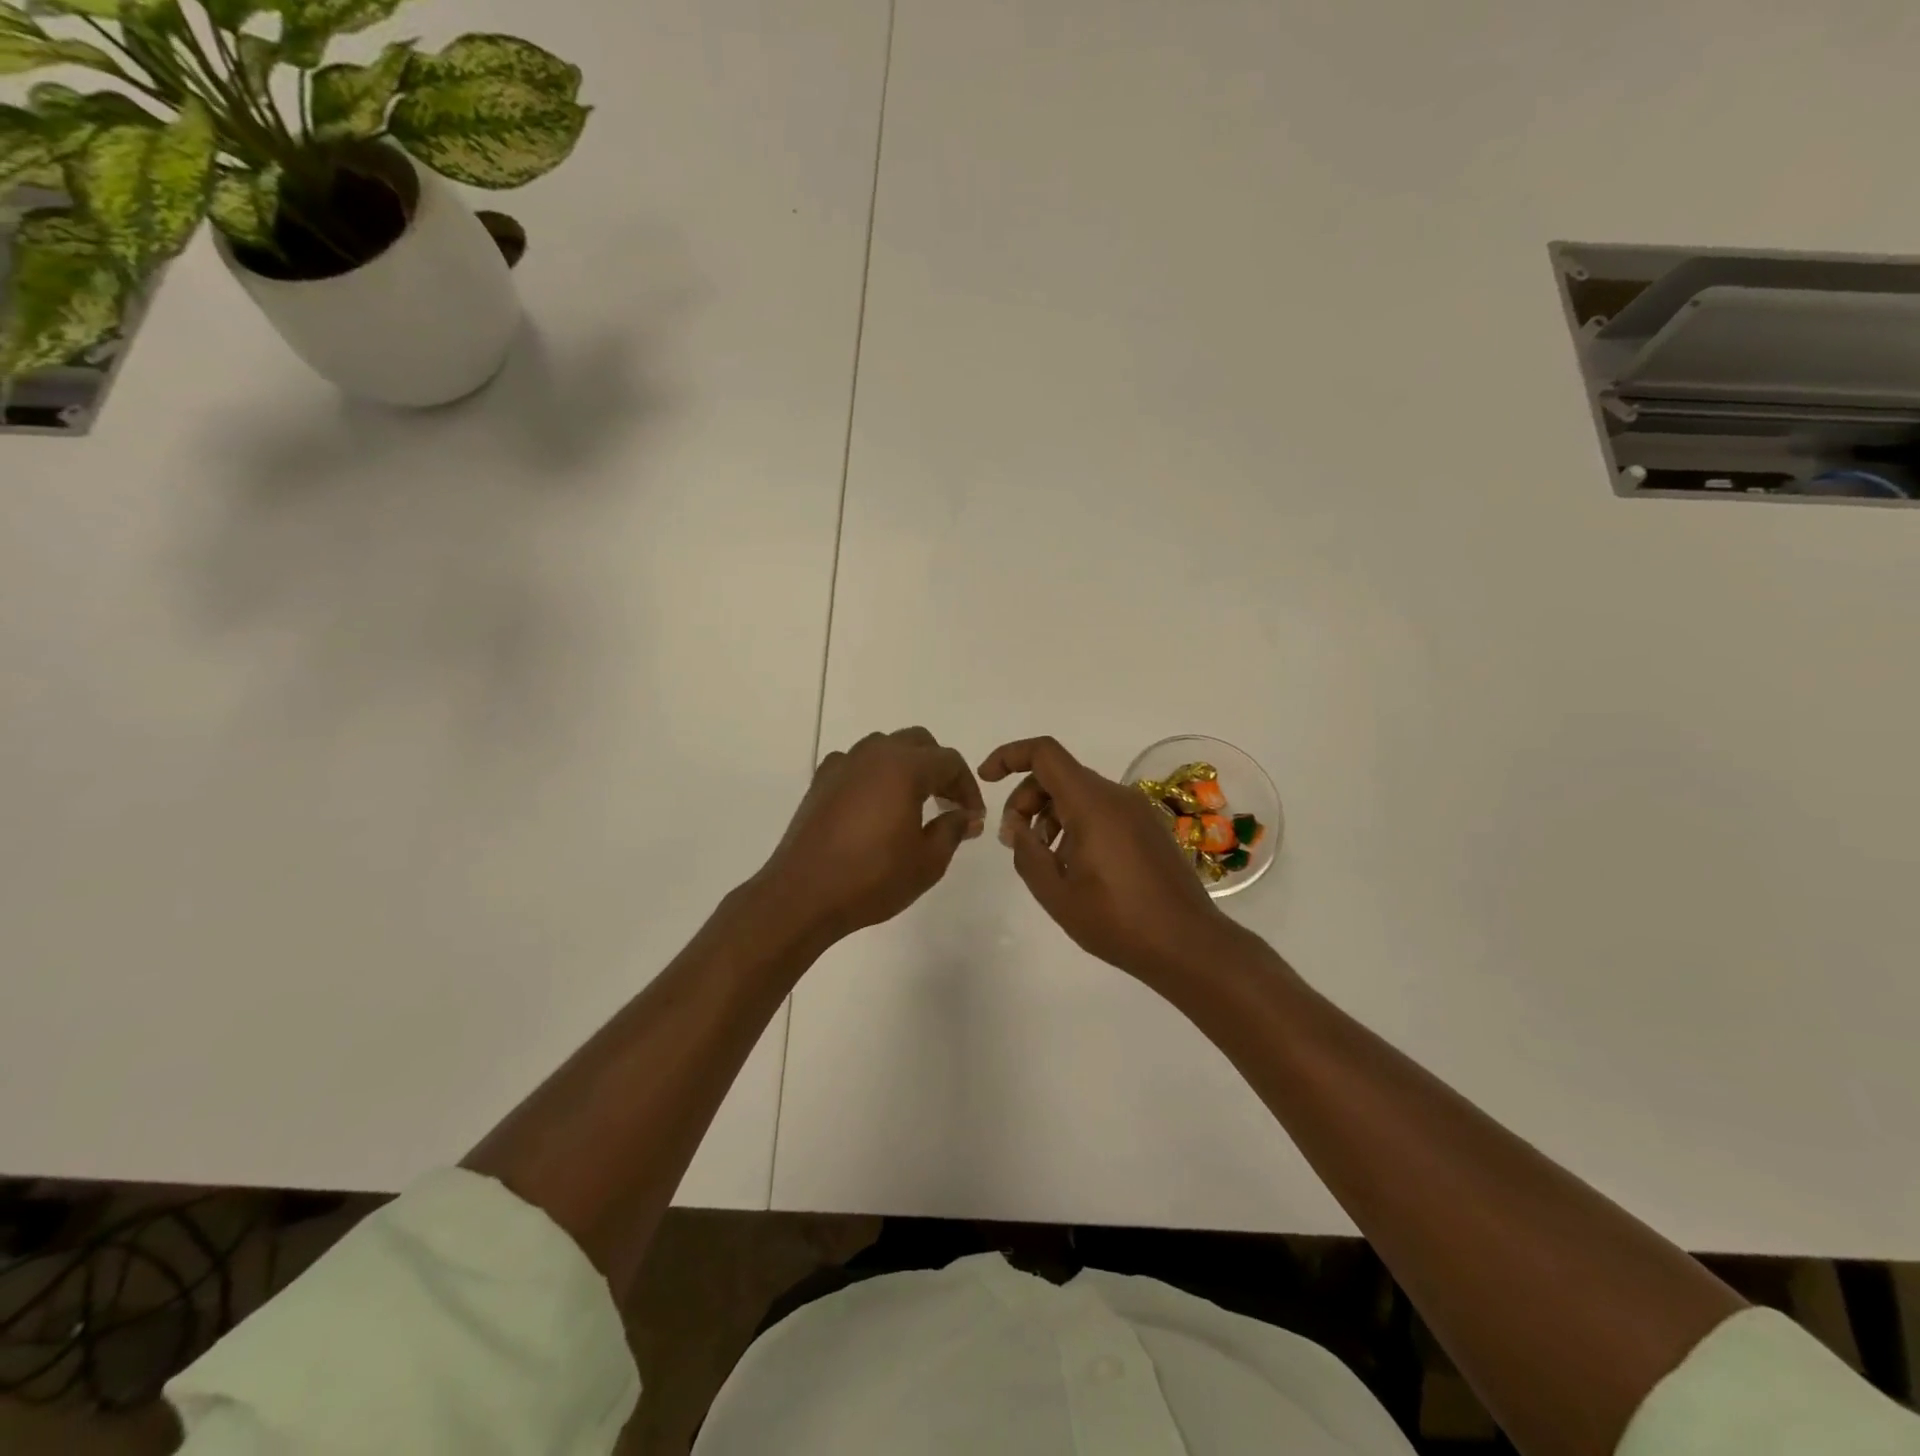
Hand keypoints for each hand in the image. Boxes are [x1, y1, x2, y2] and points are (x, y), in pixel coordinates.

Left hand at [758, 727, 985, 943]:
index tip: (973, 817)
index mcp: (904, 767)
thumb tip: (967, 815)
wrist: (802, 896)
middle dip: (939, 769)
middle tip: (948, 805)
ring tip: (914, 804)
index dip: (968, 787)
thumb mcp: (927, 861)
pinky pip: (857, 764)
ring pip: (885, 748)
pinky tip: (875, 807)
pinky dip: (874, 776)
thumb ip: (953, 829)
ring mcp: (842, 765)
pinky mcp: (820, 782)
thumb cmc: (871, 878)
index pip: (949, 761)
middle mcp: (873, 754)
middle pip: (918, 743)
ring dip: (907, 767)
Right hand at [979, 736, 1228, 982]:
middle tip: (1014, 840)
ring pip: (1080, 793)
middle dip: (1026, 799)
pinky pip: (1102, 810)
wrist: (1188, 945)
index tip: (987, 780)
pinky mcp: (1148, 828)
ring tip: (1043, 859)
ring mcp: (1137, 810)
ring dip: (1050, 814)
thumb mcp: (1056, 892)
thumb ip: (1026, 852)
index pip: (1044, 754)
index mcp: (1092, 803)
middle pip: (1059, 774)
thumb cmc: (1117, 921)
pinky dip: (1076, 823)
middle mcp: (1117, 796)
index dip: (1009, 756)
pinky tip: (1073, 865)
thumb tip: (1015, 826)